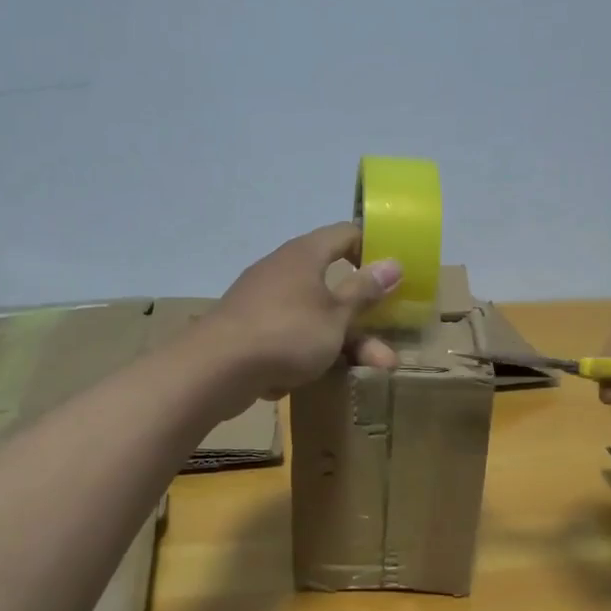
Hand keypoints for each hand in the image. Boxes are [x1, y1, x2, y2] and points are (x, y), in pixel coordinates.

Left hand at [204, 223, 401, 398]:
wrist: (216, 369)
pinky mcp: (250, 330)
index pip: (346, 234)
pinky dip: (312, 350)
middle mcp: (284, 269)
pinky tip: (323, 376)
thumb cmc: (287, 332)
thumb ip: (364, 291)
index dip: (372, 248)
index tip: (394, 272)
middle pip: (334, 283)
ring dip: (346, 340)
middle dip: (364, 314)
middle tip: (389, 335)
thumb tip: (393, 263)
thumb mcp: (336, 315)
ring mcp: (264, 300)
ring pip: (316, 315)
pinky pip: (291, 334)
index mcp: (305, 254)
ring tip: (374, 368)